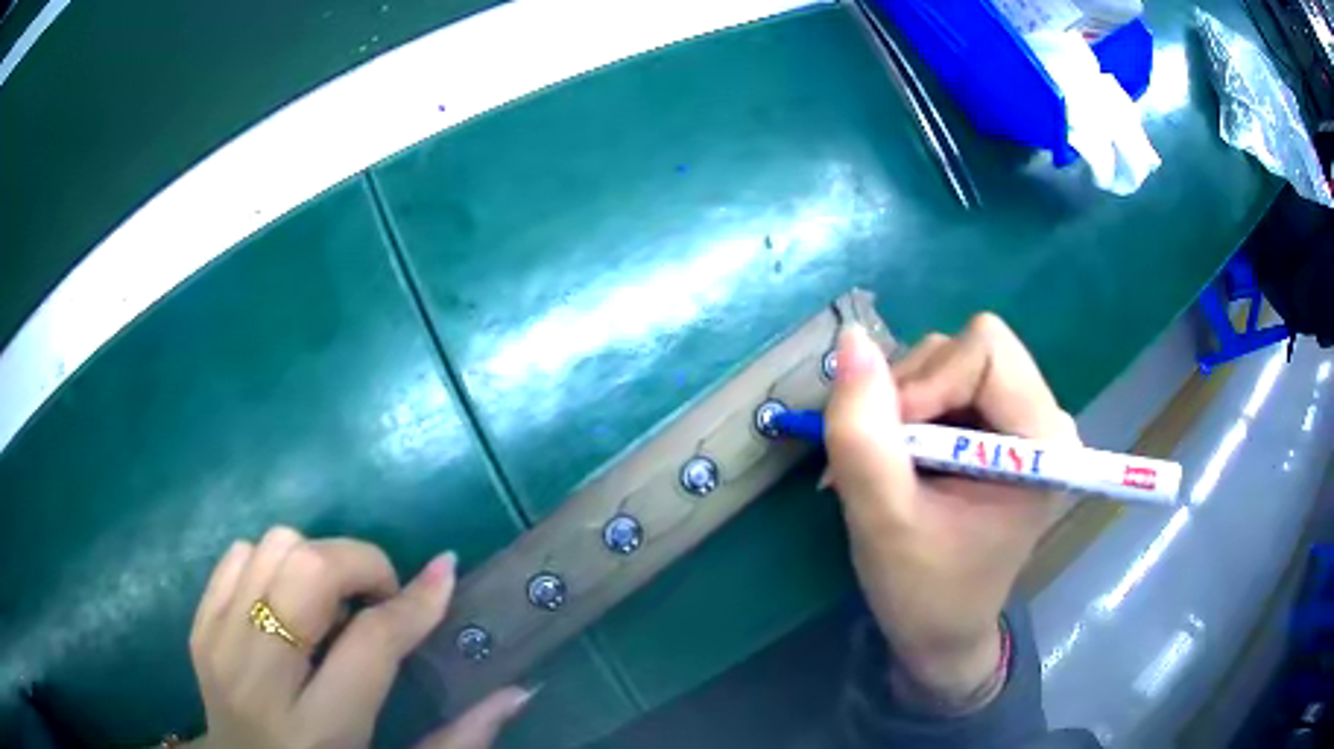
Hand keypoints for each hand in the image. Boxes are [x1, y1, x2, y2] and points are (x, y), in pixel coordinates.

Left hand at [188, 527, 531, 748]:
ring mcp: (218, 643)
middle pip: (306, 571)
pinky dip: (273, 563)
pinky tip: (290, 603)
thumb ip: (460, 740)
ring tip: (332, 605)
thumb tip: (519, 689)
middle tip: (379, 598)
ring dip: (315, 561)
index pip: (369, 643)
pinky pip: (238, 554)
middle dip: (358, 564)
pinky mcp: (199, 623)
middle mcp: (257, 678)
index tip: (445, 574)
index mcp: (318, 730)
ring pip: (272, 547)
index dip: (416, 602)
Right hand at [825, 314, 1077, 711]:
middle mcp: (1043, 419)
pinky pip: (945, 383)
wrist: (941, 631)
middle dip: (911, 393)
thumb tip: (850, 340)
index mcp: (1043, 442)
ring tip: (886, 468)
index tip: (892, 439)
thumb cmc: (924, 591)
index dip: (928, 380)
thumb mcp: (882, 520)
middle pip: (968, 350)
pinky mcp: (998, 428)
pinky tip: (898, 461)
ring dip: (903, 405)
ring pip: (950, 361)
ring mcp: (1021, 420)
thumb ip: (862, 434)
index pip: (987, 351)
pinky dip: (907, 412)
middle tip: (883, 456)